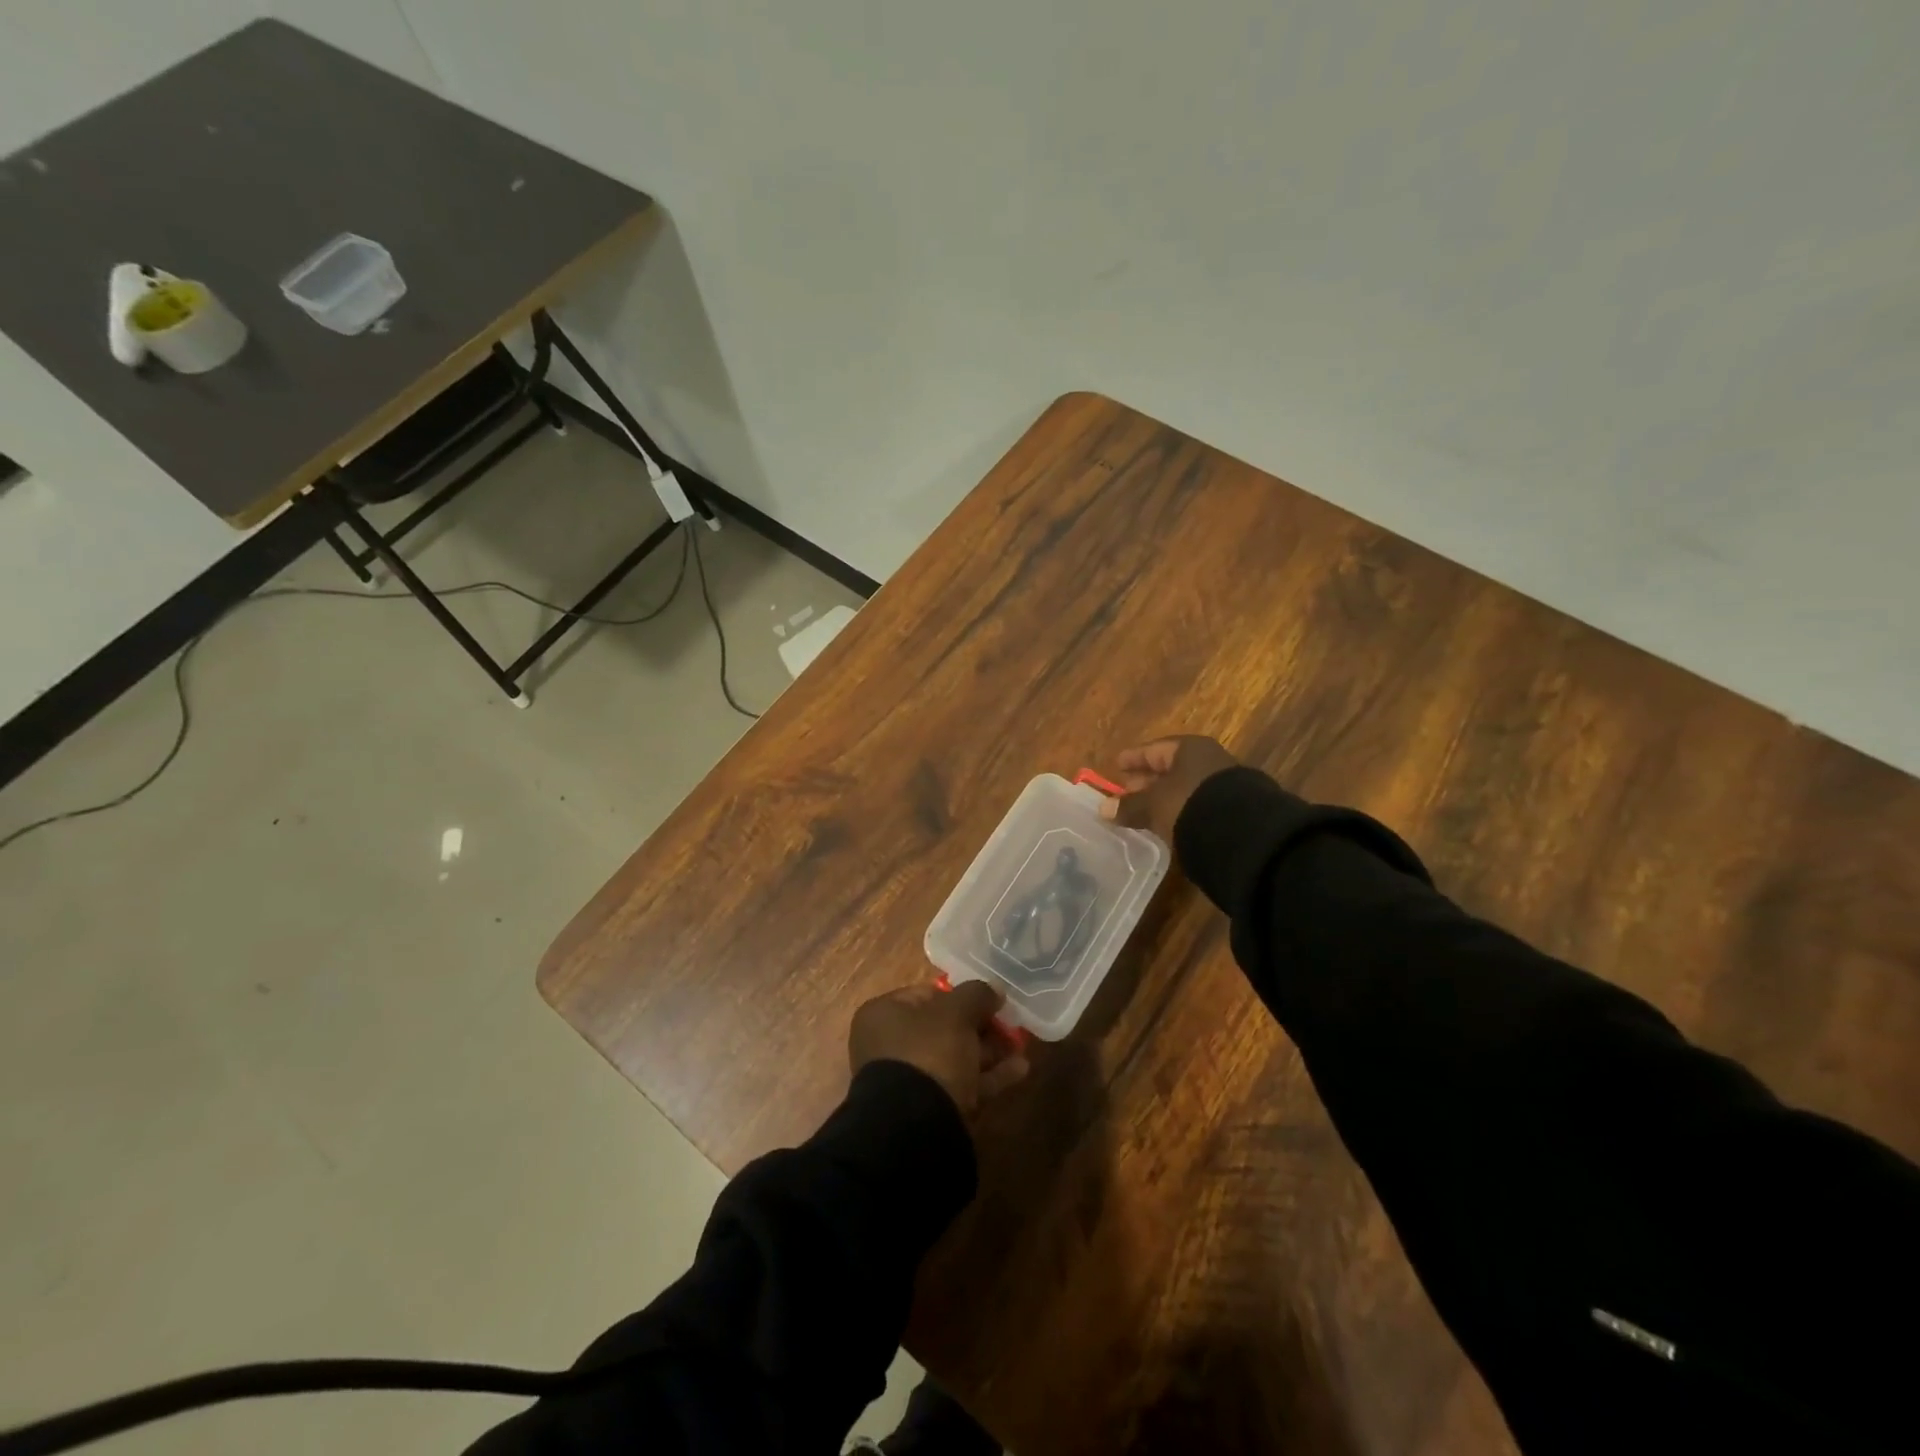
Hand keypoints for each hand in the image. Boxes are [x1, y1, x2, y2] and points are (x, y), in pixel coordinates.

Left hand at [849, 980, 1030, 1115]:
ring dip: (989, 1051)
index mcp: (884, 1015)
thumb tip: (994, 988)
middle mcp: (890, 1046)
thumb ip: (977, 995)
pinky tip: (1021, 1070)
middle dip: (980, 1026)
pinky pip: (962, 1085)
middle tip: (1010, 1024)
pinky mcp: (929, 1110)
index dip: (961, 994)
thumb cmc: (928, 1053)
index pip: (926, 994)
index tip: (990, 999)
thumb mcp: (956, 1013)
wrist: (914, 1128)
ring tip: (1022, 1045)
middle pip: (943, 1028)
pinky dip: (989, 1077)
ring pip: (955, 1058)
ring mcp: (909, 1081)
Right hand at [1099, 734, 1239, 842]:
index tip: (1117, 764)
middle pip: (1171, 767)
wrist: (1244, 834)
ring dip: (1165, 798)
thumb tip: (1103, 809)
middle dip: (1148, 779)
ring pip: (1185, 787)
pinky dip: (1182, 810)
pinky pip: (1198, 804)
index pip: (1154, 749)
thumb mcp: (1154, 805)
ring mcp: (1225, 785)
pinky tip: (1171, 823)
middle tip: (1126, 790)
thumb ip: (1129, 805)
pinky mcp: (1234, 810)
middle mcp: (1209, 760)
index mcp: (1189, 749)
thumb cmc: (1190, 804)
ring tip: (1145, 811)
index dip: (1133, 757)